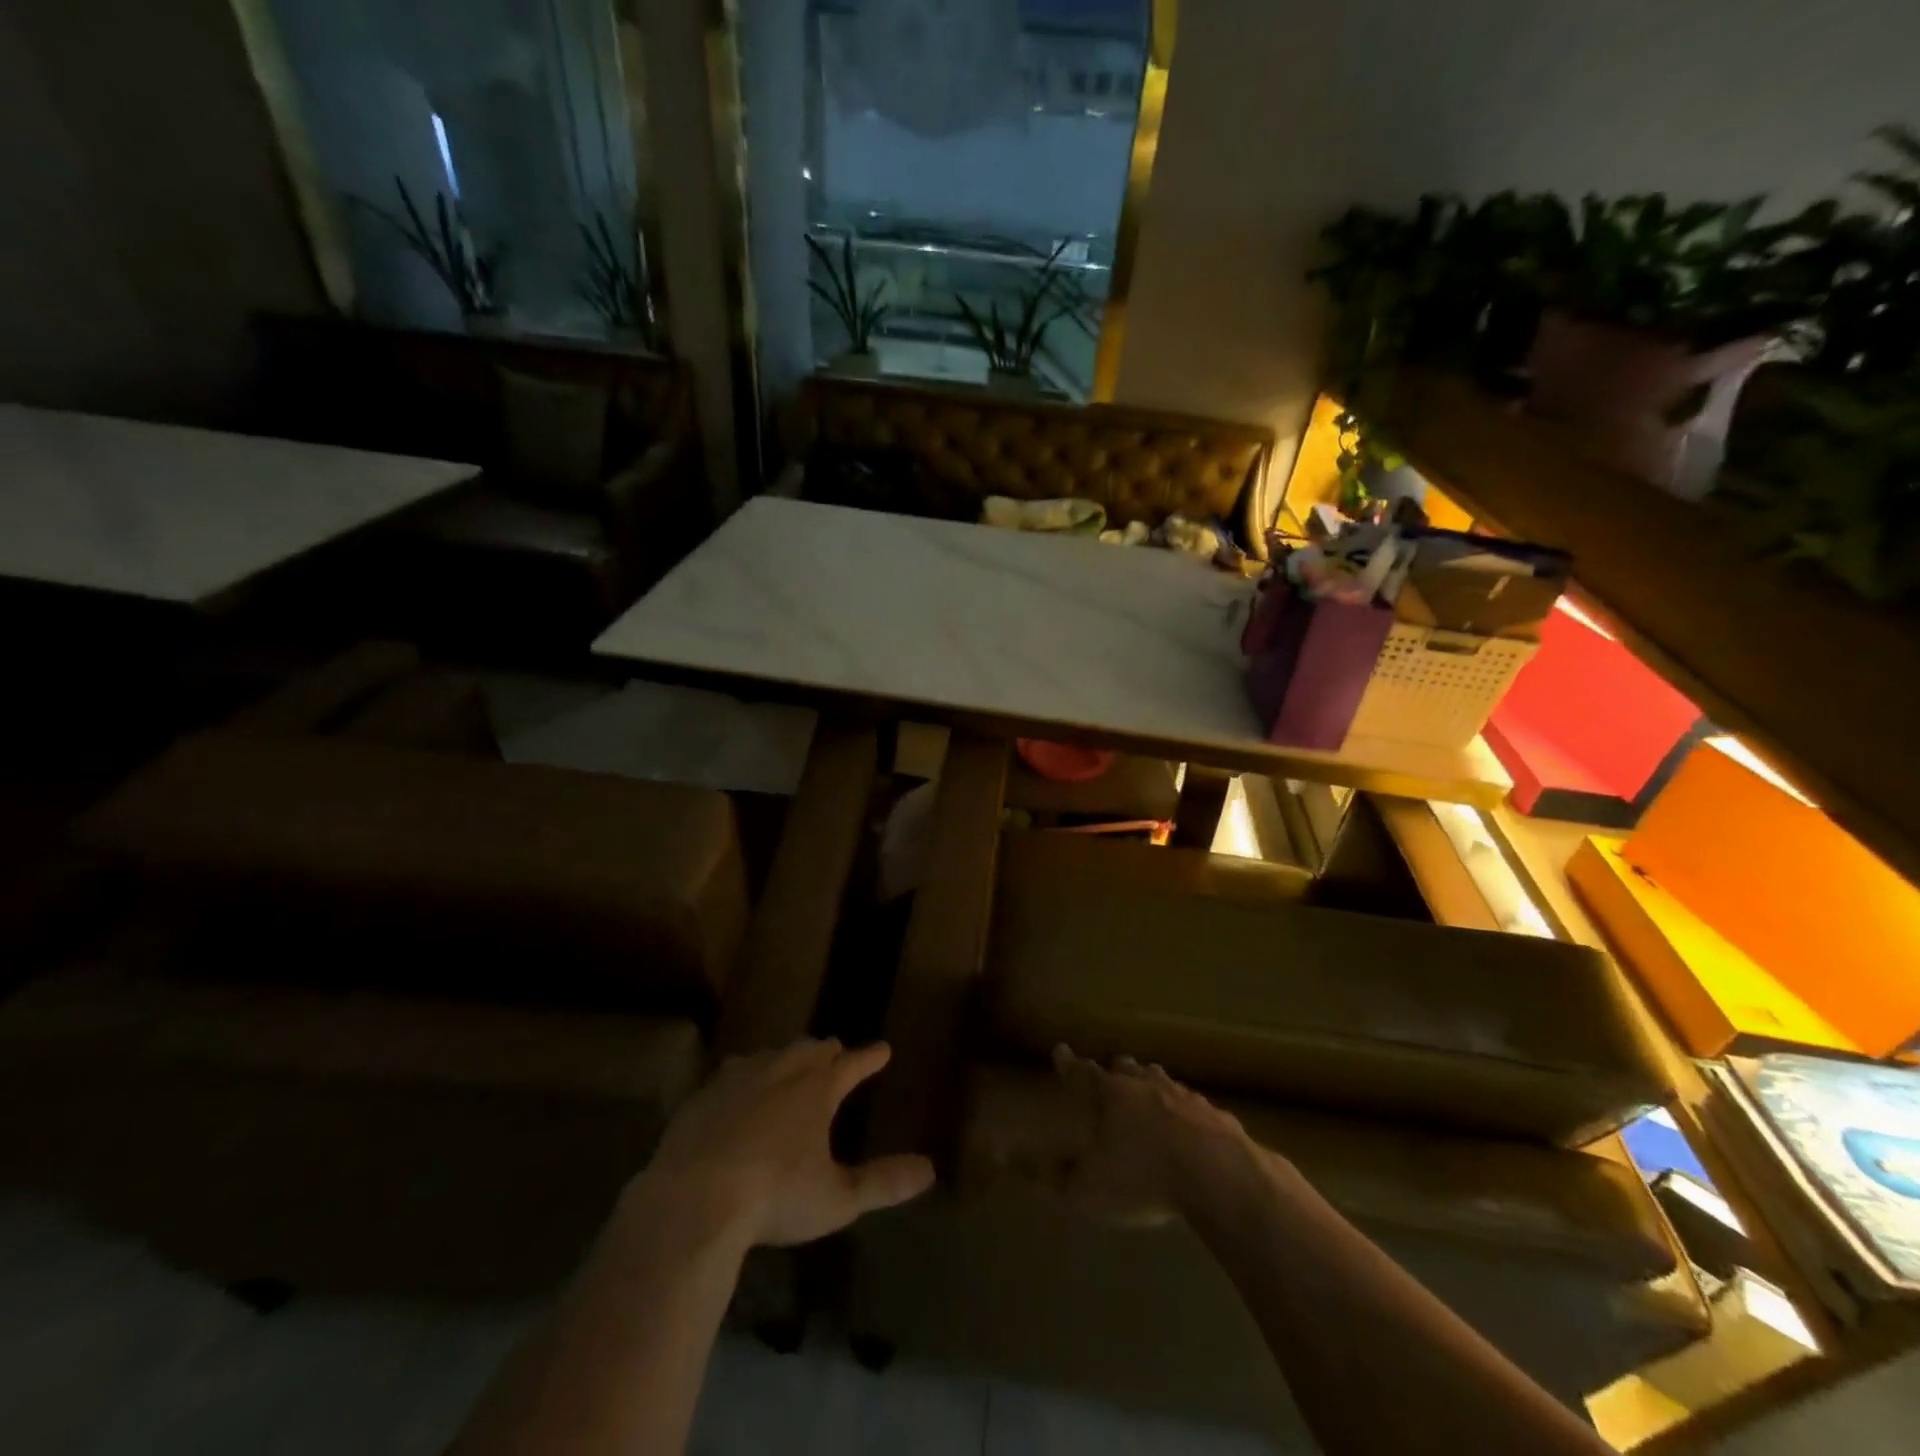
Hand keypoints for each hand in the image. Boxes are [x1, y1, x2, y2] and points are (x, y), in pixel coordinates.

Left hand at [640, 1038, 934, 1248]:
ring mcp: (738, 1079)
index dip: (870, 1057)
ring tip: (791, 1062)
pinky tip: (738, 1088)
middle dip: (826, 1052)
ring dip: (787, 1057)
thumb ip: (883, 1182)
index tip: (883, 1048)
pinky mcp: (703, 1095)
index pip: (851, 1063)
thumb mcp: (838, 1199)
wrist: (694, 1200)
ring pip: (771, 1055)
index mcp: (816, 1089)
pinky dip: (746, 1076)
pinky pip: (732, 1074)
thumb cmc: (775, 1197)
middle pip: (810, 1050)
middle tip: (835, 1052)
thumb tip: (929, 1170)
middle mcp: (780, 1072)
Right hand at [1031, 1045, 1258, 1225]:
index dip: (1069, 1064)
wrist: (1219, 1176)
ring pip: (1162, 1081)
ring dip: (1151, 1080)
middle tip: (1111, 1067)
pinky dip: (1187, 1109)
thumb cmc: (1142, 1177)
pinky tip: (1194, 1120)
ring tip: (1149, 1079)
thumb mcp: (1084, 1186)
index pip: (1082, 1073)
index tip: (1060, 1049)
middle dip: (1115, 1069)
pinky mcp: (1217, 1117)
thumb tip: (1000, 1154)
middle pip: (1126, 1069)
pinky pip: (1196, 1107)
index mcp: (1110, 1096)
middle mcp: (1145, 1086)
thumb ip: (1045, 1172)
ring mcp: (1185, 1098)